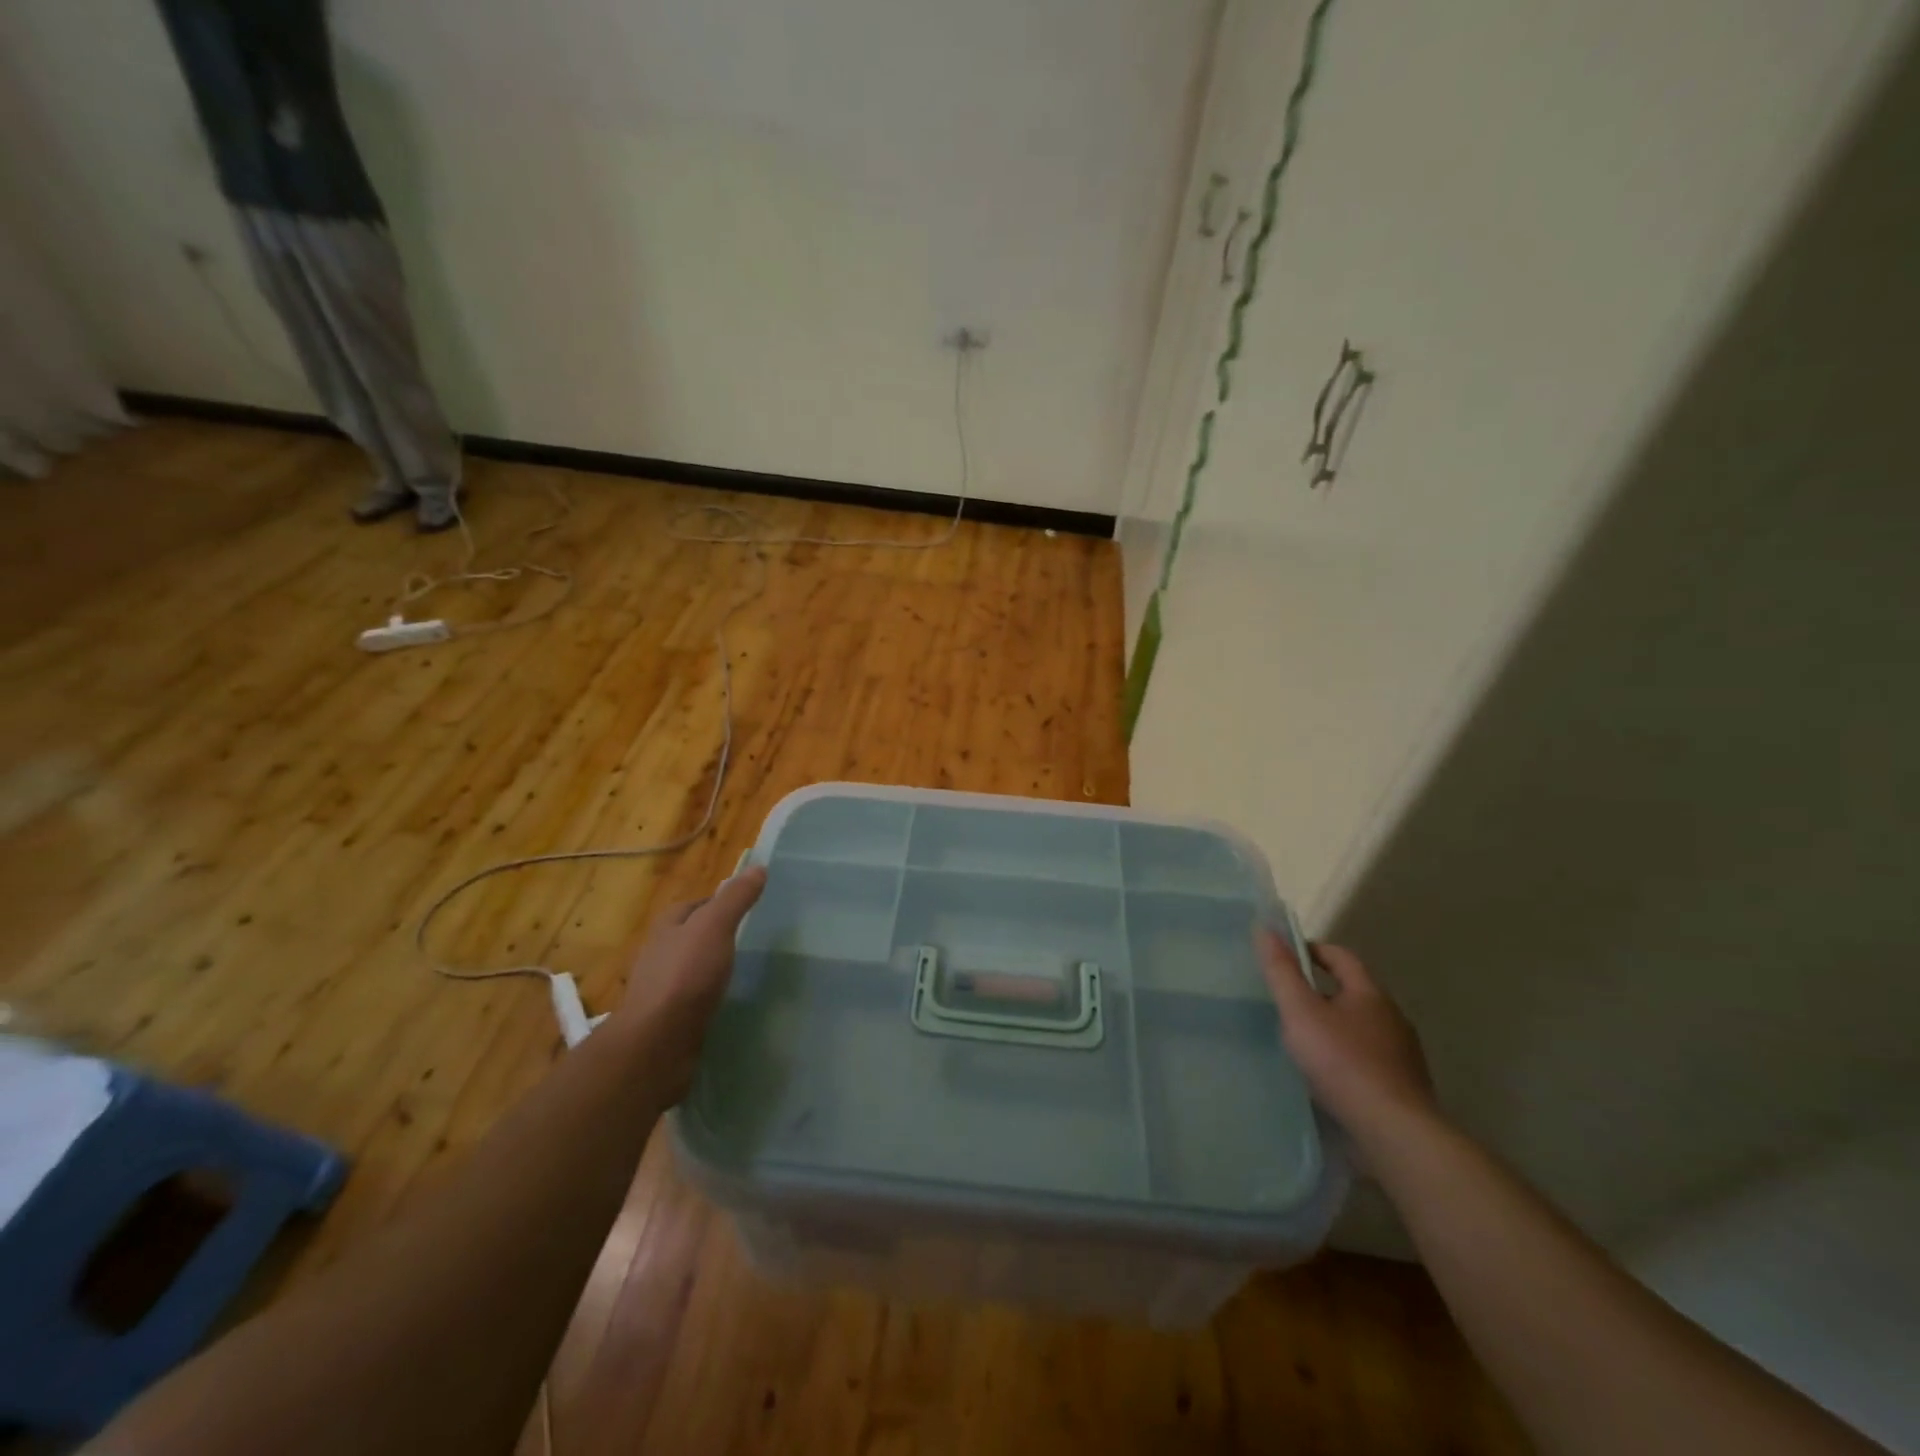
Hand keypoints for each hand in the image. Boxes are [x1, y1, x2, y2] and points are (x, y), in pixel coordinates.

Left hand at [613, 866, 765, 1097]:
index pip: (697, 904)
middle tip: (753, 940)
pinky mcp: (669, 1019)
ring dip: (713, 968)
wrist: (657, 1043)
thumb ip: (736, 898)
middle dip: (717, 936)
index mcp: (667, 925)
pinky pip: (694, 999)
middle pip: (693, 935)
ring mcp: (662, 988)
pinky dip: (710, 997)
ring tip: (744, 971)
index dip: (721, 903)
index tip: (750, 909)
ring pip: (693, 968)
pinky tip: (728, 1002)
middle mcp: (660, 953)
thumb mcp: (715, 926)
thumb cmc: (686, 975)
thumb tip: (758, 867)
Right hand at [1255, 927, 1437, 1140]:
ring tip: (1304, 1041)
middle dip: (1322, 992)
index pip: (1341, 956)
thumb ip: (1281, 971)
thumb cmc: (1342, 1062)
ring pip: (1362, 1027)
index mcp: (1370, 993)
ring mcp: (1402, 1054)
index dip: (1312, 950)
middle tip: (1288, 1001)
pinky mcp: (1403, 1086)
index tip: (1285, 958)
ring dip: (1335, 1027)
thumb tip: (1265, 928)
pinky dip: (1347, 1058)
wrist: (1394, 1131)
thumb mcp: (1300, 1011)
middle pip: (1353, 992)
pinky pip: (1369, 1059)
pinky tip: (1328, 1075)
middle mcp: (1392, 1017)